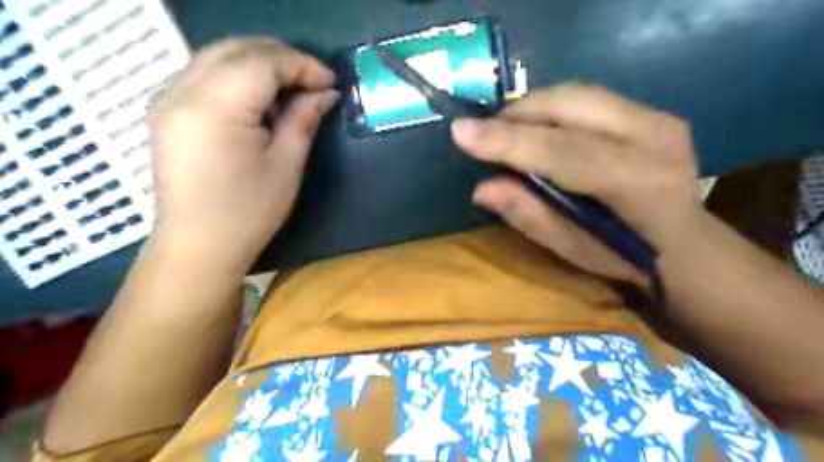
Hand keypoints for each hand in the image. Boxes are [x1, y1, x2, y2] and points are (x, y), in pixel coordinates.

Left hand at [148, 38, 337, 274]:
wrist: (198, 246)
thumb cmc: (248, 212)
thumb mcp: (285, 166)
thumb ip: (303, 120)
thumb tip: (326, 93)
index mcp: (215, 108)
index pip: (262, 62)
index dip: (302, 65)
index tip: (331, 83)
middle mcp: (182, 91)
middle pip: (237, 49)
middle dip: (282, 57)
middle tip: (314, 81)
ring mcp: (167, 99)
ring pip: (218, 56)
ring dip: (260, 63)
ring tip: (292, 87)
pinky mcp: (167, 111)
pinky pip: (205, 74)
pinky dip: (238, 75)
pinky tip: (260, 98)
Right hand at [454, 83, 697, 281]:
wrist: (684, 244)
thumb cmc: (624, 256)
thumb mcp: (571, 250)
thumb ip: (530, 215)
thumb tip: (482, 188)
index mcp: (637, 181)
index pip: (561, 150)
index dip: (507, 140)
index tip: (461, 132)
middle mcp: (653, 136)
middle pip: (568, 105)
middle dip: (516, 115)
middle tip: (484, 136)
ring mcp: (657, 117)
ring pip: (574, 93)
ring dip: (531, 109)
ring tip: (506, 133)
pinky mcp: (651, 111)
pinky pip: (585, 98)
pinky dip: (550, 109)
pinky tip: (536, 129)